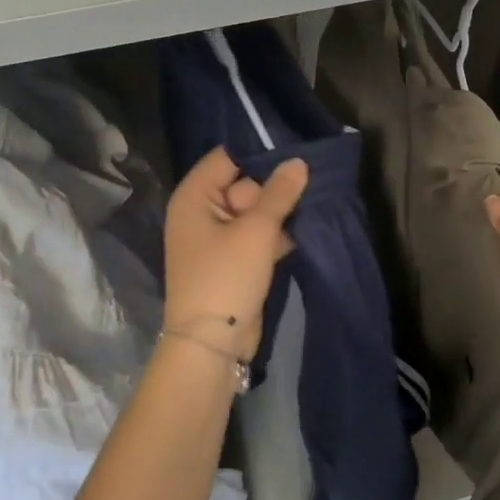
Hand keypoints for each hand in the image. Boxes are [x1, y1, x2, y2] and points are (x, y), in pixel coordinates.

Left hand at [163, 148, 307, 359]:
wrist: (212, 342)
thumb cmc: (227, 277)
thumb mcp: (257, 231)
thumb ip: (279, 194)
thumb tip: (298, 162)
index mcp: (194, 197)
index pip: (227, 158)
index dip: (259, 157)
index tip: (294, 160)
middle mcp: (201, 213)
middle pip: (244, 185)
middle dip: (273, 193)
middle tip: (298, 201)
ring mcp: (216, 239)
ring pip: (254, 213)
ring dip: (278, 217)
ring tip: (304, 217)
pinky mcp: (232, 261)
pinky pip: (256, 237)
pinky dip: (274, 238)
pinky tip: (297, 240)